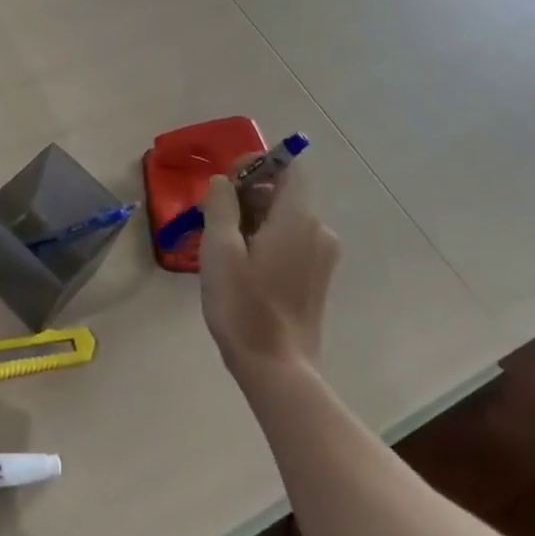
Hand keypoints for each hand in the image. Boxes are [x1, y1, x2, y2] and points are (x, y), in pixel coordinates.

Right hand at [199, 160, 340, 376]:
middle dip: (247, 195)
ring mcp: (322, 257)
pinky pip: (291, 240)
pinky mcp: (317, 278)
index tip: (225, 184)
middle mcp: (318, 231)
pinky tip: (241, 265)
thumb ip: (221, 205)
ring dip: (252, 219)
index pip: (289, 168)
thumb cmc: (244, 306)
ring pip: (285, 217)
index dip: (256, 164)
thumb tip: (224, 182)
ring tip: (221, 245)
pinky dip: (266, 239)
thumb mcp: (220, 249)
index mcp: (298, 218)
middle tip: (212, 218)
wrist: (278, 370)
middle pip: (283, 192)